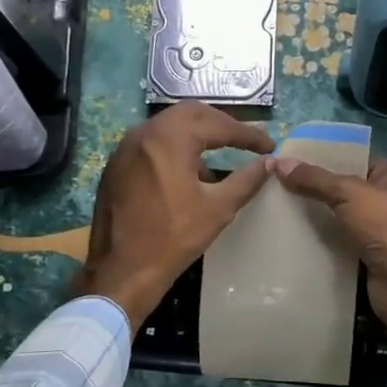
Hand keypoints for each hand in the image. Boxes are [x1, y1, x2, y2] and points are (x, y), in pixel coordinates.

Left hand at [78, 103, 275, 328]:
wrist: (121, 272)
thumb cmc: (173, 239)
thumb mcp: (218, 209)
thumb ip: (246, 180)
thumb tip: (268, 163)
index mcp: (169, 139)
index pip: (217, 124)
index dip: (247, 134)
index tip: (269, 145)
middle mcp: (144, 133)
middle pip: (191, 113)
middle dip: (221, 124)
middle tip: (245, 140)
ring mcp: (125, 148)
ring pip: (169, 126)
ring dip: (197, 134)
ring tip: (220, 155)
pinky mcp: (116, 166)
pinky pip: (152, 143)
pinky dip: (175, 148)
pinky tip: (189, 173)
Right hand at [272, 156, 386, 355]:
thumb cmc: (386, 227)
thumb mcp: (348, 193)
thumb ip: (315, 179)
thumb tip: (281, 162)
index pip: (359, 161)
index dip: (329, 162)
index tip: (297, 165)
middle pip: (353, 189)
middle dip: (323, 190)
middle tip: (287, 187)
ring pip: (350, 215)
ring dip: (326, 216)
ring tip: (289, 209)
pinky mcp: (380, 254)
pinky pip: (350, 239)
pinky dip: (331, 238)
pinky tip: (303, 235)